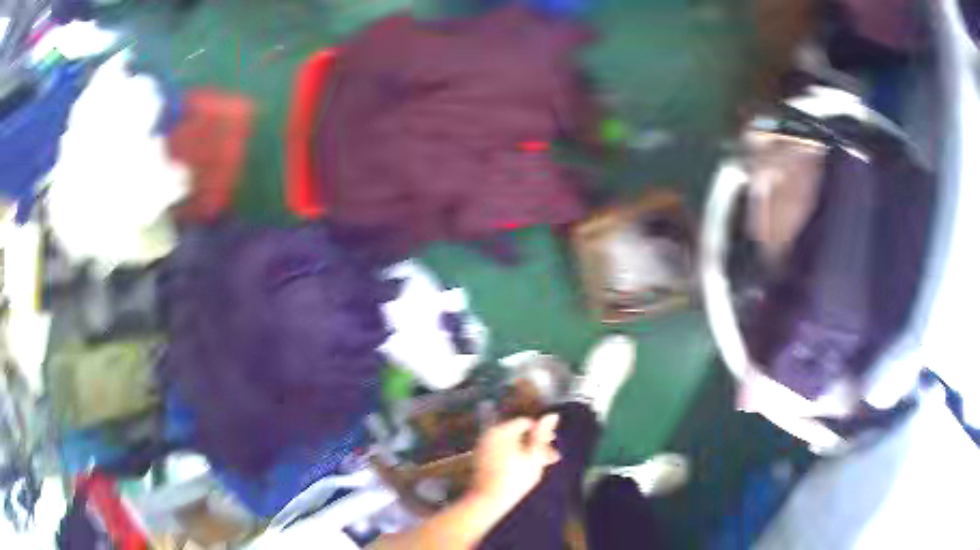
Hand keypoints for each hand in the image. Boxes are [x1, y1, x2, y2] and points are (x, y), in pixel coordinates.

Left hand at [468, 414, 561, 511]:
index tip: (553, 445)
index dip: (542, 433)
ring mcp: (483, 446)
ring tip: (539, 466)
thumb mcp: (534, 456)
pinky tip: (524, 470)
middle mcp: (489, 434)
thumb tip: (552, 415)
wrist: (488, 500)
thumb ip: (542, 435)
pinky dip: (513, 457)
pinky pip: (501, 451)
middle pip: (517, 433)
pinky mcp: (481, 458)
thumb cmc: (514, 479)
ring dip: (526, 452)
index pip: (526, 422)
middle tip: (550, 457)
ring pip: (510, 443)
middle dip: (535, 444)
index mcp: (502, 430)